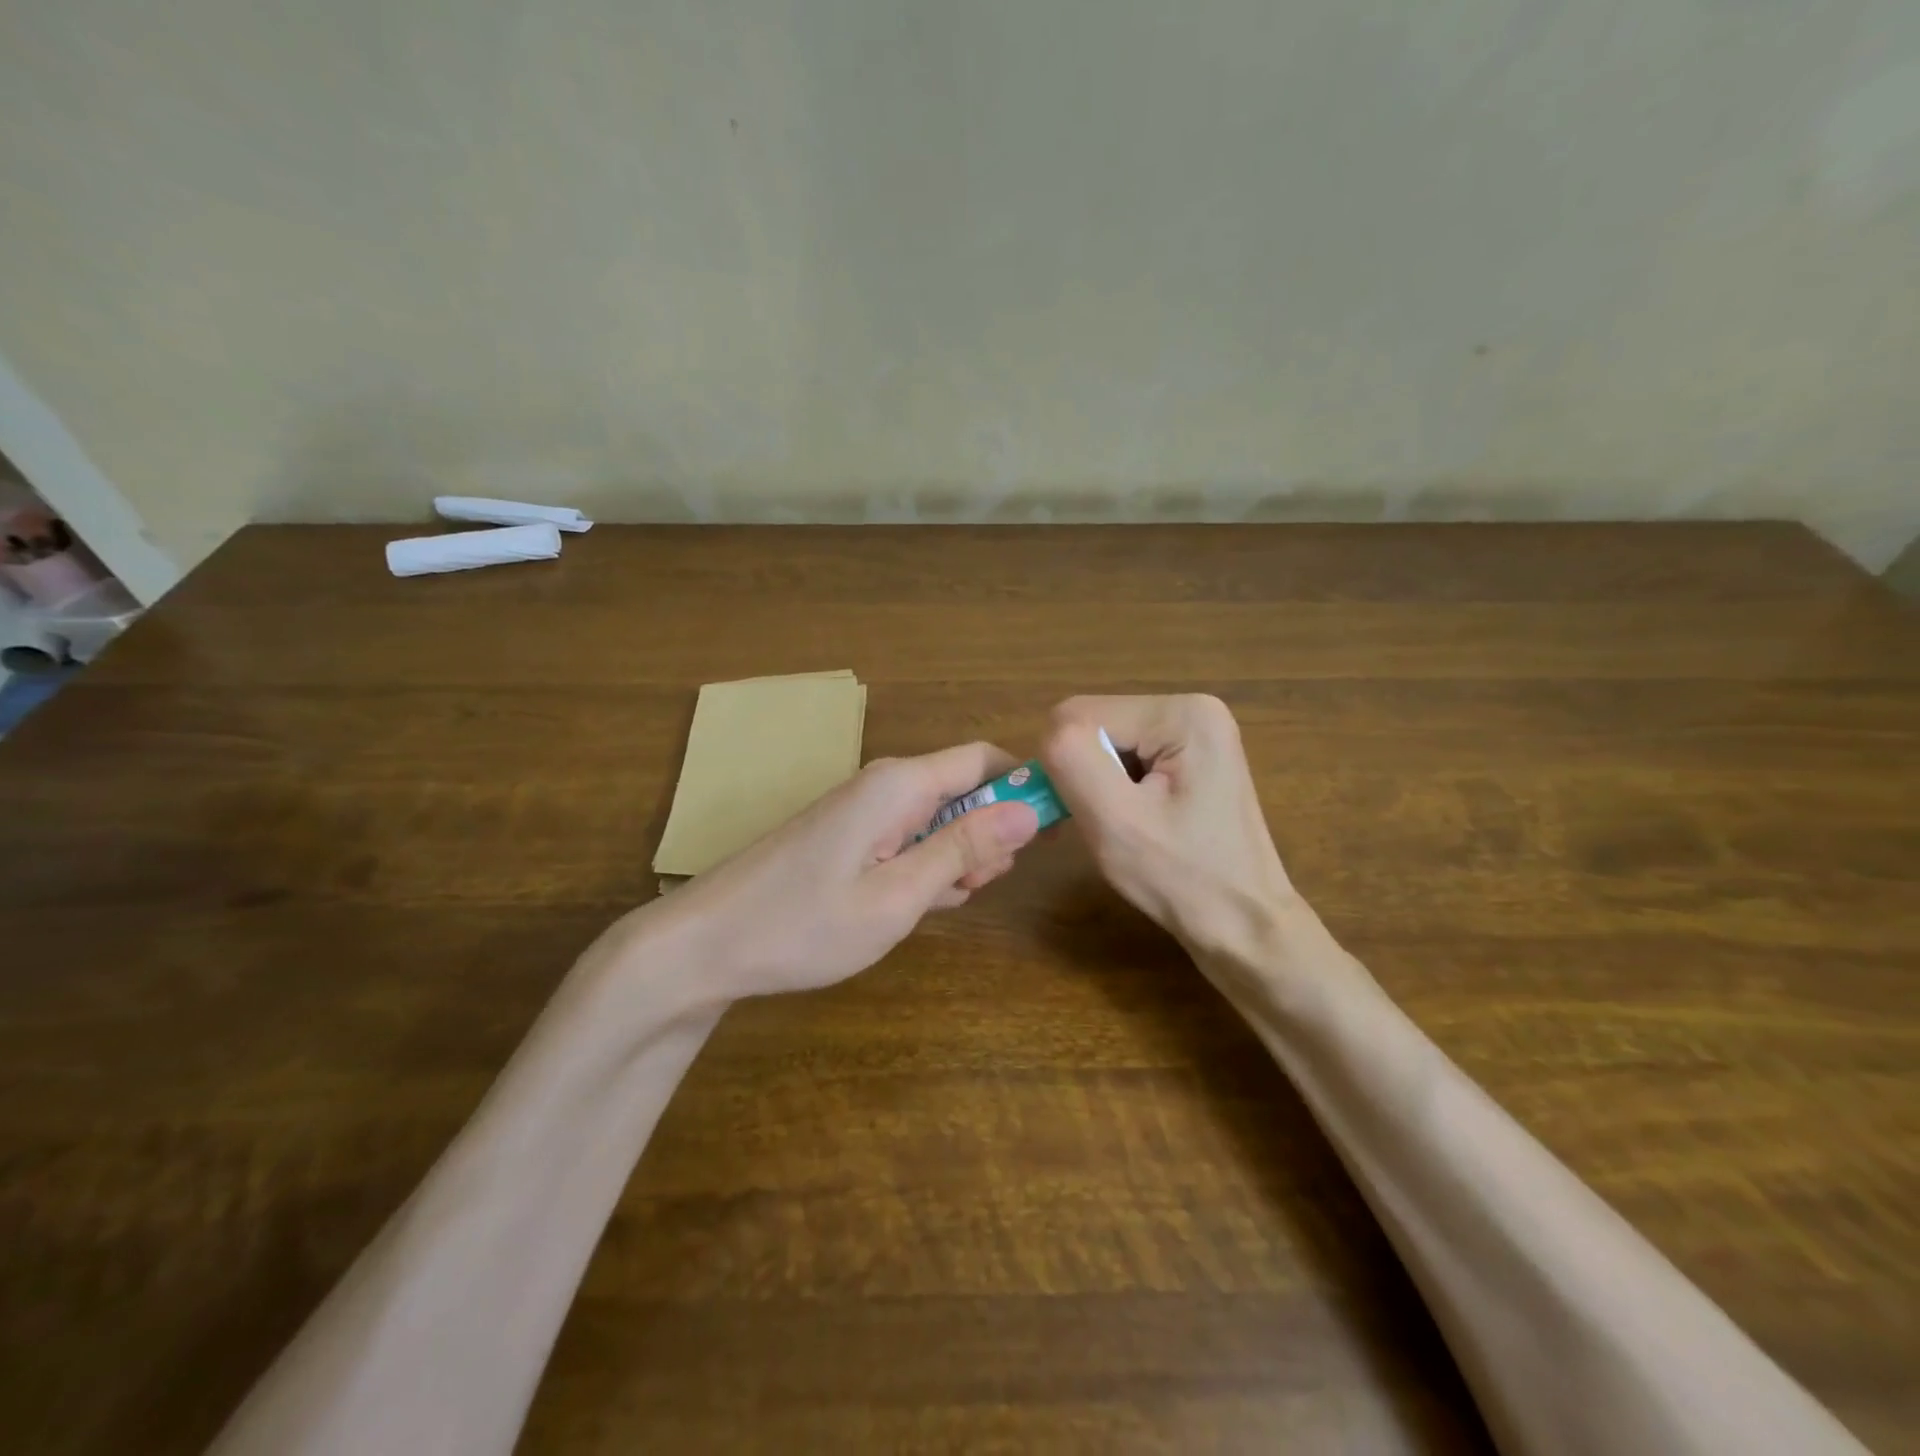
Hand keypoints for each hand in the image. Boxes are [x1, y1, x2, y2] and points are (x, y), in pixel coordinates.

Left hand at [652, 742, 1040, 1003]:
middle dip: (986, 834)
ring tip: (937, 905)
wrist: (704, 945)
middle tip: (975, 889)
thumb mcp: (897, 896)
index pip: (984, 760)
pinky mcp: (846, 835)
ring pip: (936, 817)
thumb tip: (1028, 810)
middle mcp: (883, 784)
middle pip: (963, 789)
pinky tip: (910, 903)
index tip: (1050, 834)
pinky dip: (922, 865)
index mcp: (900, 785)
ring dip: (955, 857)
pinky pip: (905, 836)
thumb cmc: (804, 925)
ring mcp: (861, 810)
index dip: (1024, 788)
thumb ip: (962, 849)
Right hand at [1041, 695, 1295, 960]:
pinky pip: (1126, 758)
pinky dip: (1114, 789)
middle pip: (1094, 724)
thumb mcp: (1115, 821)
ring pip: (1104, 743)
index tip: (1078, 815)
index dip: (1064, 765)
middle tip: (1099, 826)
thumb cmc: (1182, 880)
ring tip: (1120, 829)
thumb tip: (1048, 731)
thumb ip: (1072, 760)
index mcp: (1181, 712)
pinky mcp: (1191, 757)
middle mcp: (1192, 707)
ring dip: (1096, 785)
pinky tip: (1133, 823)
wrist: (1244, 928)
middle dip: (1083, 774)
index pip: (1079, 714)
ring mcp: (1195, 732)